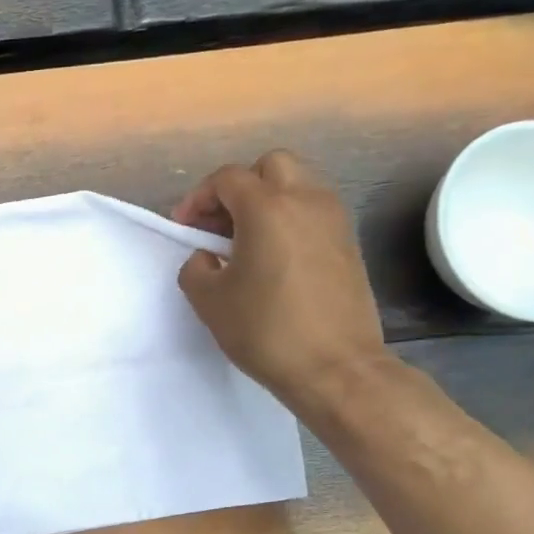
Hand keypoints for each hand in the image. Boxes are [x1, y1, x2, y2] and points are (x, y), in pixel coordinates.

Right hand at [172, 151, 389, 416]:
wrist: (336, 368)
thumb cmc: (266, 331)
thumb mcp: (209, 302)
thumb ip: (196, 268)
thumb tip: (207, 257)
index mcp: (267, 208)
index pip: (227, 179)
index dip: (198, 198)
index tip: (185, 227)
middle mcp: (306, 201)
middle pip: (270, 166)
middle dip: (240, 187)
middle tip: (220, 223)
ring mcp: (334, 220)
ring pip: (298, 185)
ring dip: (268, 201)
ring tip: (246, 241)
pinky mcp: (349, 244)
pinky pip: (314, 212)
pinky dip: (290, 219)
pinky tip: (274, 257)